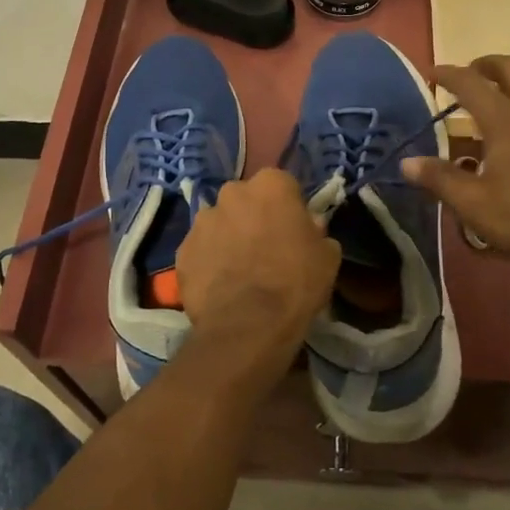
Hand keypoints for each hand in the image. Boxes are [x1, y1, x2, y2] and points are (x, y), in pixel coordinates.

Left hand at [176, 168, 340, 368]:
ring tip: (239, 269)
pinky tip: (220, 285)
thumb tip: (309, 226)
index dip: (288, 208)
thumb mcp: (327, 256)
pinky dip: (208, 261)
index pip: (282, 185)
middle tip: (265, 247)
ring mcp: (202, 220)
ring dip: (228, 237)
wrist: (249, 325)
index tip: (293, 230)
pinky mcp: (182, 249)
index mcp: (271, 185)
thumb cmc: (296, 282)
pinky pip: (200, 249)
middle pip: (246, 199)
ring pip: (219, 222)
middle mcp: (232, 192)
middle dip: (253, 216)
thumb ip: (316, 231)